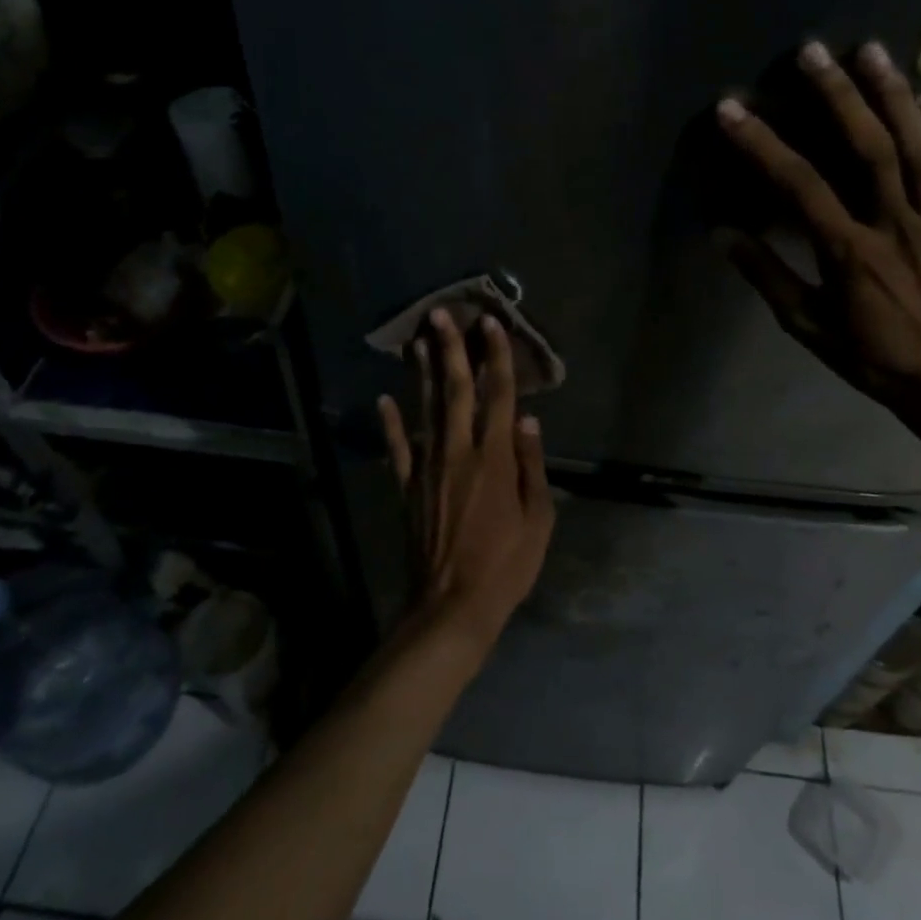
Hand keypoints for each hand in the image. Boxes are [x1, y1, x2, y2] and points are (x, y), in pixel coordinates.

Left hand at [378, 310, 554, 649]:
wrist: (452, 604)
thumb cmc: (506, 564)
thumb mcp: (538, 520)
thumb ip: (532, 466)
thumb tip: (527, 420)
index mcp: (495, 458)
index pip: (498, 395)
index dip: (496, 358)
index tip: (491, 325)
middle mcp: (459, 451)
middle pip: (455, 391)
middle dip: (450, 350)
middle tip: (441, 314)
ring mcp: (428, 467)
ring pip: (424, 410)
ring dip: (421, 373)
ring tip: (417, 340)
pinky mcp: (406, 487)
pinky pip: (397, 448)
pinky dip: (389, 423)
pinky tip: (382, 400)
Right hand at [716, 39, 920, 424]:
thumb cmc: (872, 357)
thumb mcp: (807, 327)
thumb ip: (767, 277)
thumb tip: (722, 235)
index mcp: (850, 252)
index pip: (799, 186)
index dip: (762, 144)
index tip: (732, 110)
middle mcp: (895, 224)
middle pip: (869, 147)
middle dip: (838, 95)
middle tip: (811, 51)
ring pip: (919, 145)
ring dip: (894, 94)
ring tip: (870, 50)